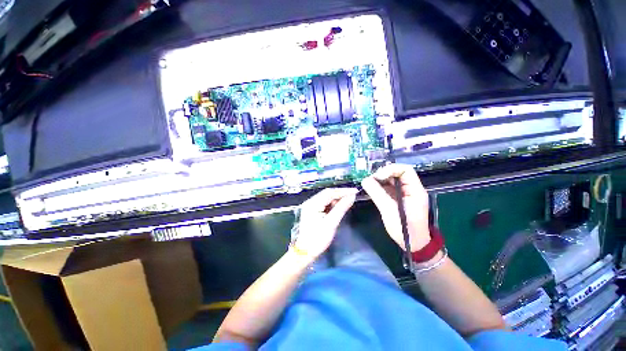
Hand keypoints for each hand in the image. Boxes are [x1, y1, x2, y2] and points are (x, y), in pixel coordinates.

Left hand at [292, 188, 358, 258]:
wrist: (305, 252)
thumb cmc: (318, 239)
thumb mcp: (331, 223)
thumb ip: (341, 208)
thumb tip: (352, 196)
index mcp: (313, 204)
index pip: (330, 192)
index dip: (343, 191)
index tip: (355, 191)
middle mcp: (310, 202)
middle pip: (327, 193)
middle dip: (340, 193)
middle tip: (353, 195)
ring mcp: (310, 206)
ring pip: (326, 198)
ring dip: (336, 198)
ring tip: (348, 200)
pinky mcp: (312, 210)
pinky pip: (324, 203)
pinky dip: (332, 203)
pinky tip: (339, 206)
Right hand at [361, 164, 429, 251]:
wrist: (414, 245)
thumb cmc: (405, 229)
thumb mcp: (389, 211)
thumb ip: (377, 194)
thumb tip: (365, 180)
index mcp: (415, 190)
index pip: (405, 170)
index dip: (390, 169)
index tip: (378, 177)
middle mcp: (410, 189)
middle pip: (397, 173)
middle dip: (383, 174)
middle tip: (370, 180)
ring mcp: (404, 193)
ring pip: (391, 180)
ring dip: (380, 180)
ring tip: (369, 185)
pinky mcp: (398, 198)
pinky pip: (388, 187)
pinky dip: (379, 187)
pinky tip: (372, 190)